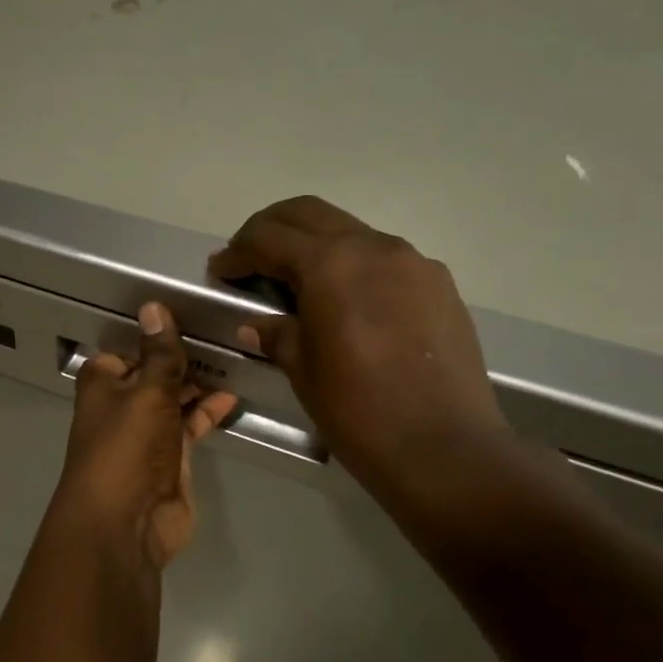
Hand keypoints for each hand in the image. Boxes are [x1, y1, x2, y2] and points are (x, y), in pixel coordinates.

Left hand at [51, 303, 238, 568]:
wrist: (126, 523)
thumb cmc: (126, 449)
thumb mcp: (146, 392)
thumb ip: (159, 354)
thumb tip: (154, 307)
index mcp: (102, 385)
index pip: (126, 350)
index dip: (152, 336)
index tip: (187, 316)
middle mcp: (121, 407)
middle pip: (153, 374)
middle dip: (181, 359)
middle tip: (222, 334)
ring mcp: (146, 435)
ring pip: (174, 400)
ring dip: (198, 384)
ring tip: (234, 359)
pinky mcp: (170, 459)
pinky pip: (190, 426)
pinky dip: (208, 412)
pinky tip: (232, 396)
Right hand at [207, 196, 509, 489]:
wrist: (443, 447)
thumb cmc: (358, 410)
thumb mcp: (303, 370)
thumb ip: (277, 334)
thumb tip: (255, 325)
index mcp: (332, 264)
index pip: (270, 237)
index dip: (237, 252)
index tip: (219, 271)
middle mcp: (375, 247)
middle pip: (310, 214)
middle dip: (272, 229)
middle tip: (249, 260)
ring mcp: (414, 262)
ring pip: (351, 233)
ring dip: (315, 246)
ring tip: (296, 284)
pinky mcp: (439, 285)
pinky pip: (384, 260)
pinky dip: (353, 268)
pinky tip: (346, 305)